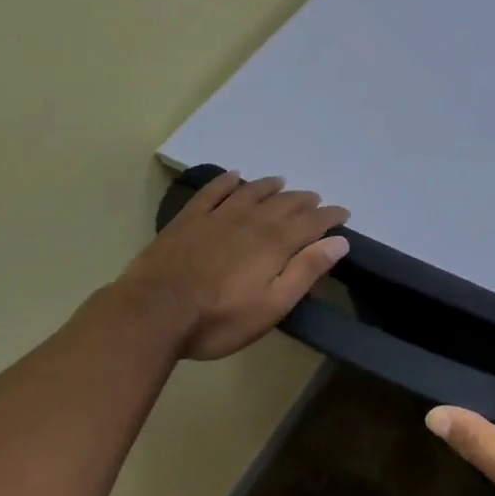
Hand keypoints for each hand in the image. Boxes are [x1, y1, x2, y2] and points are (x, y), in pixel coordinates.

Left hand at [115, 171, 349, 360]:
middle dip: (305, 200)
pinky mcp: (188, 220)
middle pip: (285, 203)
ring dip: (271, 186)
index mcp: (275, 243)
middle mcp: (251, 221)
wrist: (151, 315)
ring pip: (252, 192)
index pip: (312, 222)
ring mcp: (217, 217)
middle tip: (316, 200)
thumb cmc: (218, 319)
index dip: (330, 216)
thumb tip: (339, 241)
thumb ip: (306, 271)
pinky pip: (212, 192)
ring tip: (282, 183)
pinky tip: (234, 176)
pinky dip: (226, 181)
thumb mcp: (272, 306)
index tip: (343, 214)